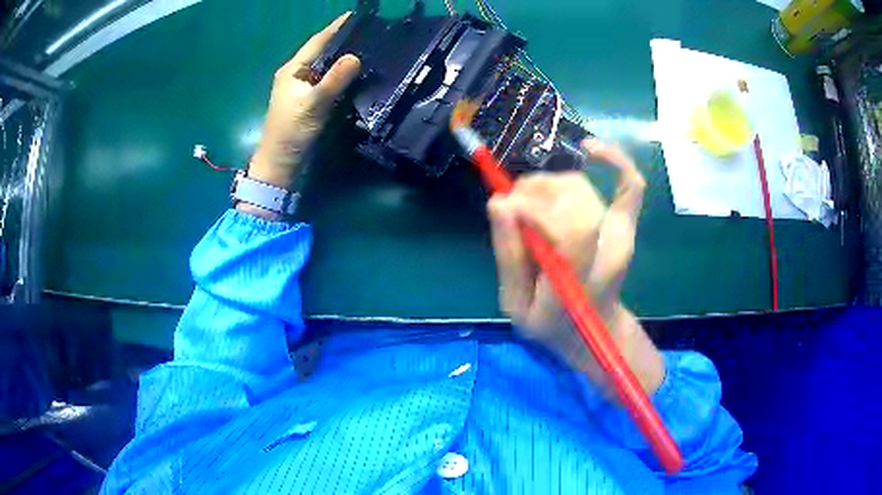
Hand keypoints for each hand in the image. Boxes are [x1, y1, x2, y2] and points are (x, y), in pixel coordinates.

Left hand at [249, 13, 360, 189]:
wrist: (280, 164)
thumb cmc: (292, 131)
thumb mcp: (314, 103)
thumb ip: (335, 79)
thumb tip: (355, 57)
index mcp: (293, 70)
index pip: (318, 42)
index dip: (336, 28)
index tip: (356, 16)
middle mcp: (297, 75)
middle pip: (322, 52)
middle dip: (343, 41)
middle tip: (370, 32)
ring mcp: (302, 90)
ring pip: (326, 68)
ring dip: (343, 59)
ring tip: (368, 49)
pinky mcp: (308, 103)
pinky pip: (328, 82)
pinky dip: (341, 76)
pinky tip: (357, 75)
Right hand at [488, 139, 663, 392]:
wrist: (596, 330)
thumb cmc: (553, 324)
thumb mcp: (517, 305)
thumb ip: (509, 257)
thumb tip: (498, 202)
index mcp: (581, 282)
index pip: (572, 230)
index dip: (534, 208)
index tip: (505, 209)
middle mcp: (608, 252)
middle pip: (575, 199)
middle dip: (534, 193)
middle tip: (511, 208)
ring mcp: (621, 235)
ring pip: (582, 187)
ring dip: (548, 184)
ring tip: (528, 201)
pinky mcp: (625, 225)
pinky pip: (630, 184)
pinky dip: (613, 159)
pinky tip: (589, 150)